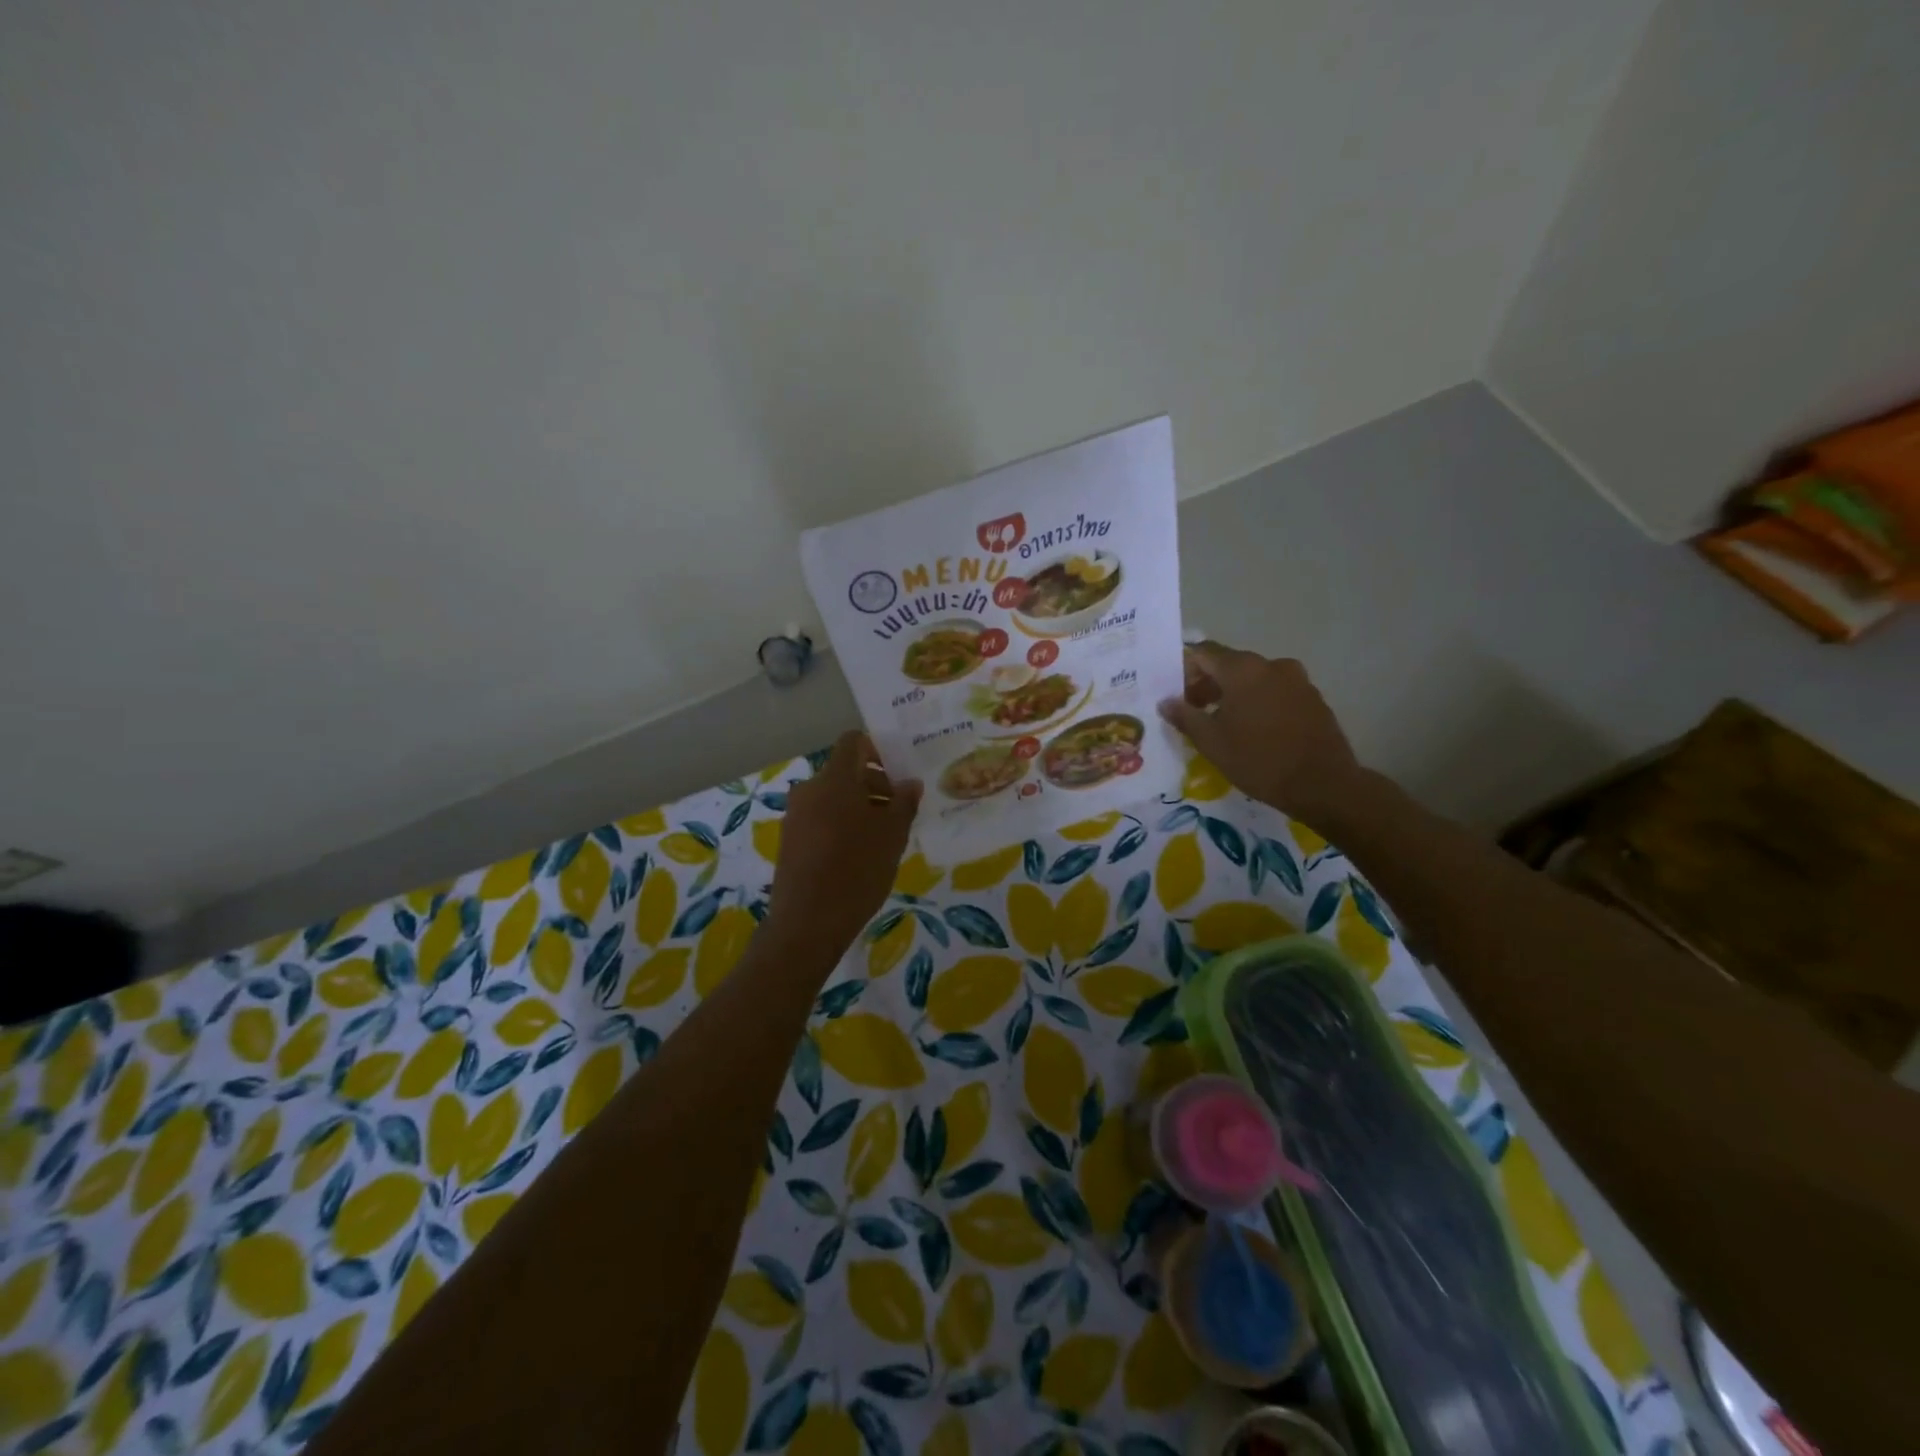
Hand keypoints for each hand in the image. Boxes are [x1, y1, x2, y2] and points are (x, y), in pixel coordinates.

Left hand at [769, 731, 923, 955]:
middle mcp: (810, 788)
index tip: (897, 775)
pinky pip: (820, 818)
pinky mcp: (789, 840)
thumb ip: (904, 802)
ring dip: (859, 807)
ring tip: (882, 838)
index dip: (877, 750)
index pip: (853, 742)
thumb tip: (910, 783)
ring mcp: (795, 815)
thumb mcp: (893, 835)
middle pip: (845, 771)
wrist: (808, 922)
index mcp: (835, 778)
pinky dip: (841, 825)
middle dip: (874, 784)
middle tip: (899, 812)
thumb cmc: (857, 869)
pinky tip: (858, 855)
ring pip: (833, 797)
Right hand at [1158, 642, 1362, 824]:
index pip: (1203, 653)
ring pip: (1254, 679)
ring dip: (1234, 694)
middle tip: (1194, 711)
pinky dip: (1259, 702)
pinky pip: (1275, 691)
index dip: (1184, 670)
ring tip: (1223, 724)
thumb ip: (1185, 716)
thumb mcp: (1212, 742)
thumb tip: (1166, 702)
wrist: (1323, 784)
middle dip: (1208, 684)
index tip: (1175, 694)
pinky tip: (1254, 730)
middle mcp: (1271, 665)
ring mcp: (1297, 680)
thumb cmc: (1259, 760)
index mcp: (1242, 669)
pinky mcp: (1313, 698)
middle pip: (1229, 664)